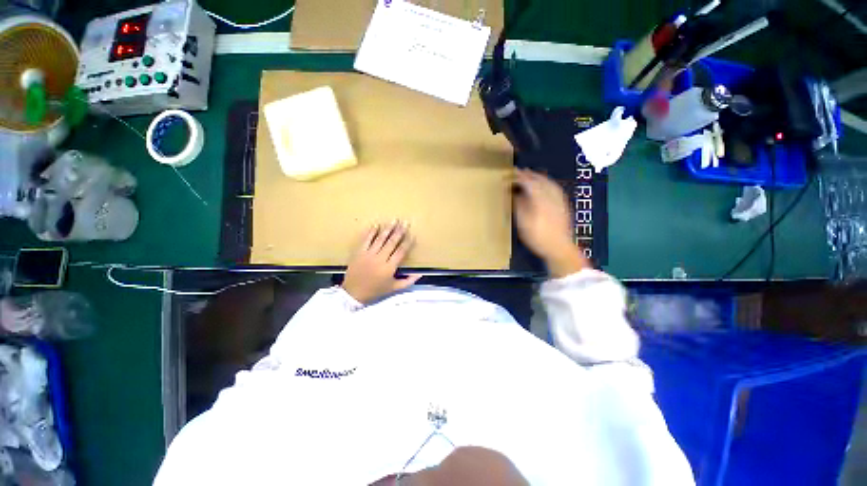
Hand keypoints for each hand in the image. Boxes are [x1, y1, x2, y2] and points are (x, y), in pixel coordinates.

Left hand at [343, 221, 421, 303]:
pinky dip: (371, 232)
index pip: (401, 252)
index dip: (407, 243)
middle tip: (405, 222)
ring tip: (394, 220)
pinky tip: (376, 225)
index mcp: (389, 268)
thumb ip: (408, 281)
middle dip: (399, 232)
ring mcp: (368, 255)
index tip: (413, 235)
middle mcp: (380, 259)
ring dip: (388, 229)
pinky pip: (366, 240)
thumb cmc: (376, 291)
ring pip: (380, 239)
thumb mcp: (394, 288)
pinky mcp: (359, 253)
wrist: (353, 294)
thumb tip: (420, 274)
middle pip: (391, 242)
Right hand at [513, 169, 588, 277]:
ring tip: (531, 175)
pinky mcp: (563, 205)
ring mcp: (559, 201)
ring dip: (539, 177)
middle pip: (540, 180)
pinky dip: (548, 183)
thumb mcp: (523, 223)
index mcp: (540, 200)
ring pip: (549, 183)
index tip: (511, 174)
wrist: (559, 248)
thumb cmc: (538, 237)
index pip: (529, 183)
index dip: (520, 177)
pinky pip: (556, 189)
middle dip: (530, 175)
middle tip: (520, 172)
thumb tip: (515, 194)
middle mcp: (551, 197)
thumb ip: (519, 206)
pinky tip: (546, 185)